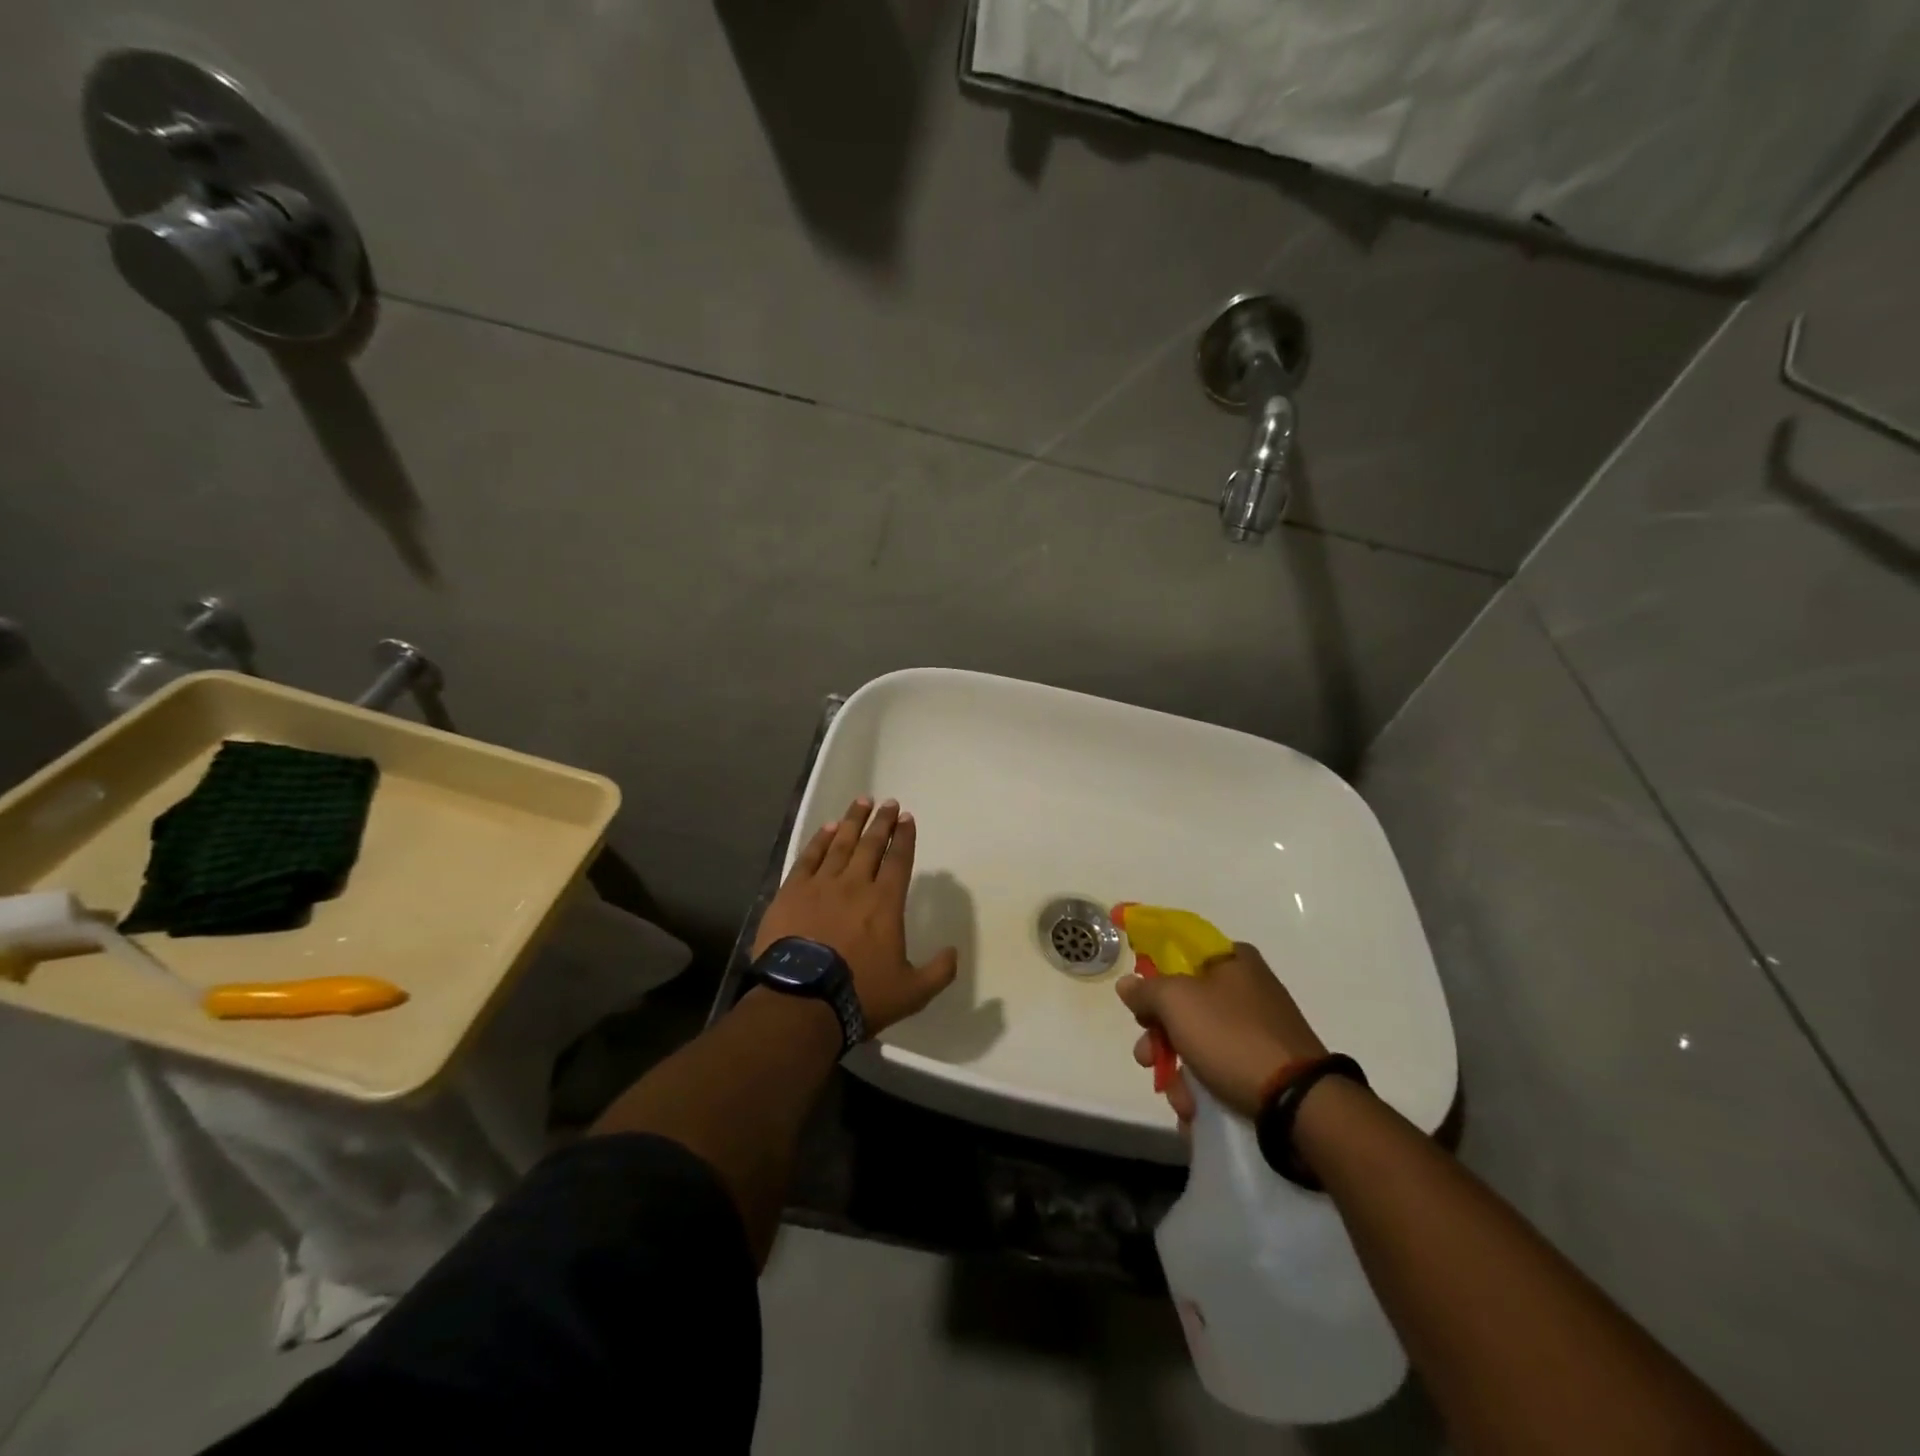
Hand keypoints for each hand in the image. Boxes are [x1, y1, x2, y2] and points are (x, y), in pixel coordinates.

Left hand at [754, 797, 958, 1037]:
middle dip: (882, 822)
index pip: (899, 860)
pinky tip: (827, 829)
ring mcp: (821, 885)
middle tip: (888, 802)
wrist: (801, 1001)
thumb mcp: (911, 993)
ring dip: (852, 821)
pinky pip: (809, 858)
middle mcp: (855, 885)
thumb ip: (939, 972)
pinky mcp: (792, 892)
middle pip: (871, 844)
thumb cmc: (859, 995)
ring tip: (861, 802)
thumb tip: (954, 952)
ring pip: (840, 844)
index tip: (907, 818)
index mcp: (885, 902)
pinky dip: (819, 841)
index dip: (904, 837)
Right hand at [1116, 944, 1325, 1121]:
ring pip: (1198, 1041)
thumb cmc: (1232, 1037)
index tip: (1138, 1003)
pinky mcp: (1266, 1065)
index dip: (1153, 974)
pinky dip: (1203, 1088)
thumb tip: (1128, 984)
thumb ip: (1146, 989)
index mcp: (1233, 959)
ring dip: (1179, 1072)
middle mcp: (1247, 987)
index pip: (1180, 952)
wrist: (1299, 1104)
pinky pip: (1221, 1068)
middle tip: (1146, 1058)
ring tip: (1179, 1100)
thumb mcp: (1177, 1002)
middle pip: (1184, 1003)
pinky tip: (1195, 1112)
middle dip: (1159, 1036)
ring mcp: (1258, 1028)